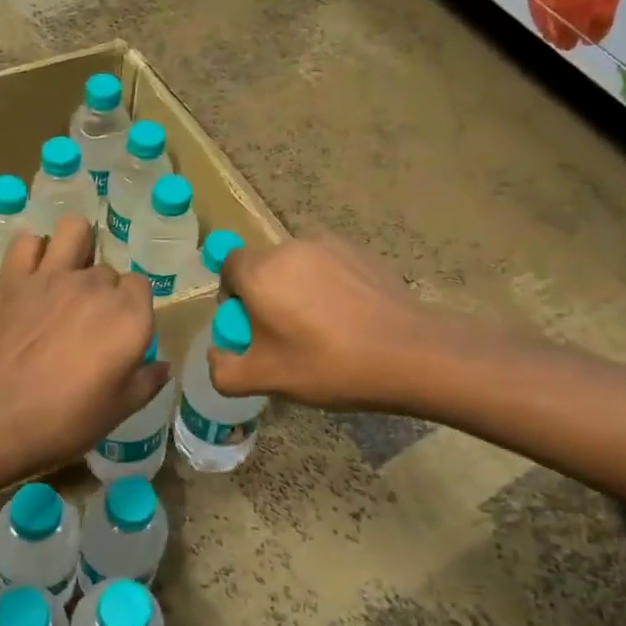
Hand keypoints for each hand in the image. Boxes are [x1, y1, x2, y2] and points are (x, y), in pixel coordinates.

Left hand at [0, 215, 167, 474]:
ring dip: (76, 245)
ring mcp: (52, 275)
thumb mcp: (118, 410)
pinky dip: (32, 251)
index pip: (141, 287)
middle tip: (85, 324)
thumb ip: (146, 382)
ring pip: (74, 231)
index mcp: (129, 315)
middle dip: (102, 290)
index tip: (119, 334)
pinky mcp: (13, 277)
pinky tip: (32, 271)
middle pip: (108, 270)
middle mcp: (95, 285)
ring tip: (68, 272)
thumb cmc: (65, 420)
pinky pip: (27, 242)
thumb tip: (162, 366)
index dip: (132, 308)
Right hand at [210, 237, 436, 409]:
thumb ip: (224, 370)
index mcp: (260, 272)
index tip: (249, 328)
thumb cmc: (327, 365)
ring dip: (297, 292)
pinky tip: (348, 321)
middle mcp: (290, 248)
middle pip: (263, 267)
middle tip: (284, 337)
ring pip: (297, 267)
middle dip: (265, 297)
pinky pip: (329, 268)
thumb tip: (217, 354)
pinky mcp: (361, 253)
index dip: (231, 296)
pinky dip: (328, 288)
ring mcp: (329, 246)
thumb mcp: (265, 379)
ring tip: (321, 331)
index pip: (227, 267)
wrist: (408, 353)